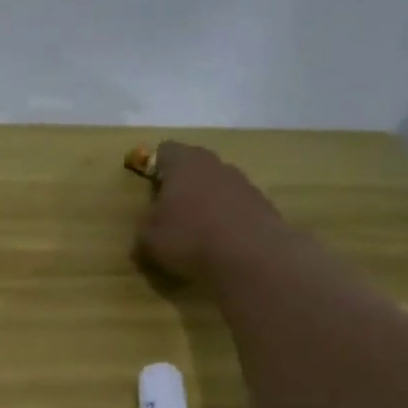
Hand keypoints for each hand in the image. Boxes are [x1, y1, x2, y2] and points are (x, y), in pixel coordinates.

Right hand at [135, 141, 284, 280]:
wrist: (252, 257)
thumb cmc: (189, 238)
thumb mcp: (148, 240)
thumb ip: (145, 228)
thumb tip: (148, 231)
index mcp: (184, 163)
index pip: (165, 150)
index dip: (154, 166)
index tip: (149, 188)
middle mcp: (215, 165)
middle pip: (193, 166)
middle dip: (180, 186)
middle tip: (169, 213)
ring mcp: (243, 183)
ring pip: (216, 186)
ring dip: (205, 203)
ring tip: (195, 233)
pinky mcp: (262, 205)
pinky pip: (235, 207)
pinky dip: (225, 220)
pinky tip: (219, 244)